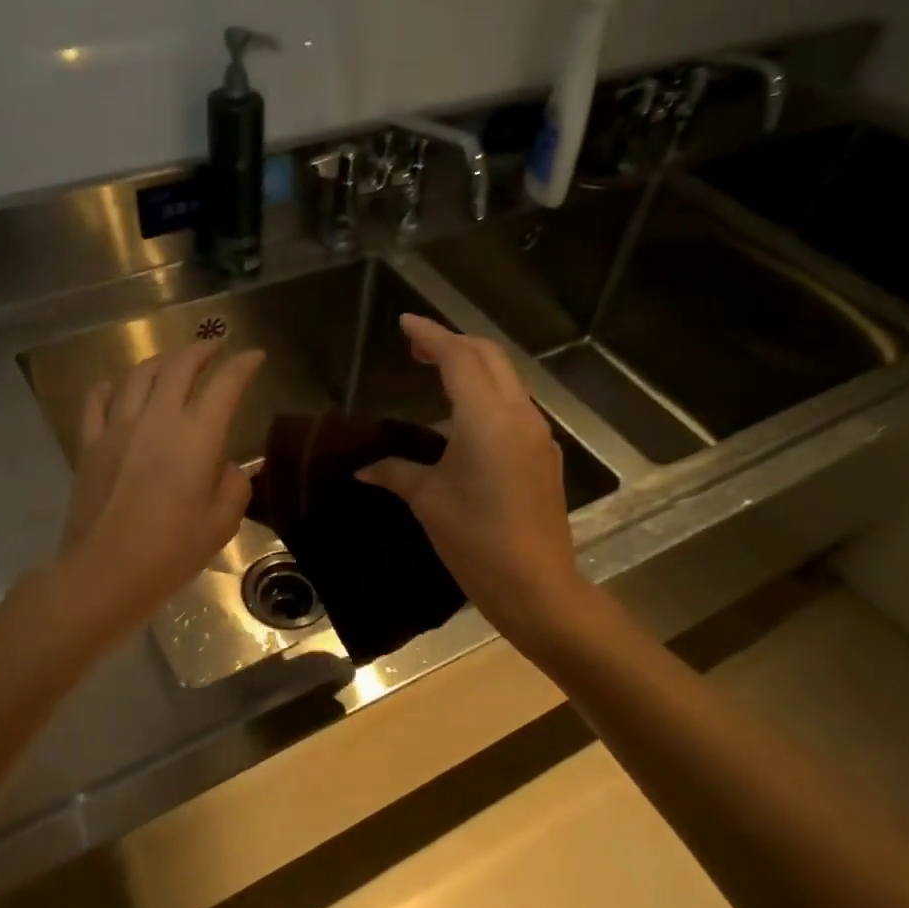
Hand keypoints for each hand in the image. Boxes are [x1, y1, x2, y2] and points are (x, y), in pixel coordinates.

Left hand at [56, 339, 265, 637]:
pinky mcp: (90, 444)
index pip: (225, 386)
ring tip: (172, 362)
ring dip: (161, 361)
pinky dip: (109, 386)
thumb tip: (225, 466)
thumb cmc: (170, 552)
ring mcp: (118, 427)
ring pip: (139, 375)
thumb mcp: (221, 524)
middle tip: (215, 347)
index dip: (243, 366)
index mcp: (196, 437)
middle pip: (179, 367)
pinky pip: (97, 401)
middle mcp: (157, 419)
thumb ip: (233, 486)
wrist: (104, 572)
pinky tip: (114, 385)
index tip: (255, 356)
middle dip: (201, 350)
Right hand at [357, 314, 587, 643]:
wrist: (536, 584)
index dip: (430, 335)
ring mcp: (537, 434)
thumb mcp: (428, 500)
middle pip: (489, 357)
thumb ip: (396, 472)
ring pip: (507, 379)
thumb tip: (364, 468)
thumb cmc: (475, 540)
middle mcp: (518, 414)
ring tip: (438, 373)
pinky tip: (466, 417)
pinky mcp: (544, 455)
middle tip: (417, 347)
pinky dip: (488, 394)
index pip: (458, 357)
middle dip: (453, 343)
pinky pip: (514, 406)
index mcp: (486, 417)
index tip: (405, 323)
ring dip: (474, 366)